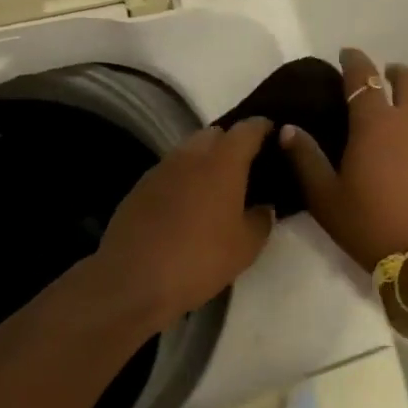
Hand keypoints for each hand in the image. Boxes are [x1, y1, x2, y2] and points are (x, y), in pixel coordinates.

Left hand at [95, 118, 276, 328]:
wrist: (134, 279)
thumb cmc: (200, 259)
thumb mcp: (245, 247)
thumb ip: (261, 220)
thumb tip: (263, 207)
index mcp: (222, 162)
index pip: (248, 129)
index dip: (263, 128)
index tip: (273, 136)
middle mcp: (190, 155)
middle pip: (215, 134)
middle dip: (231, 143)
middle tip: (245, 167)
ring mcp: (160, 169)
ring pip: (188, 151)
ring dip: (204, 161)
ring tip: (215, 188)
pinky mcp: (139, 187)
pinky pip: (169, 172)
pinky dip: (182, 179)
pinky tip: (185, 205)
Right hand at [280, 47, 407, 271]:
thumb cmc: (372, 225)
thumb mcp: (326, 197)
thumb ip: (305, 158)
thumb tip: (288, 128)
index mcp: (375, 123)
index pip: (363, 76)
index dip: (353, 60)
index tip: (346, 53)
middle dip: (393, 72)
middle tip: (382, 79)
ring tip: (399, 122)